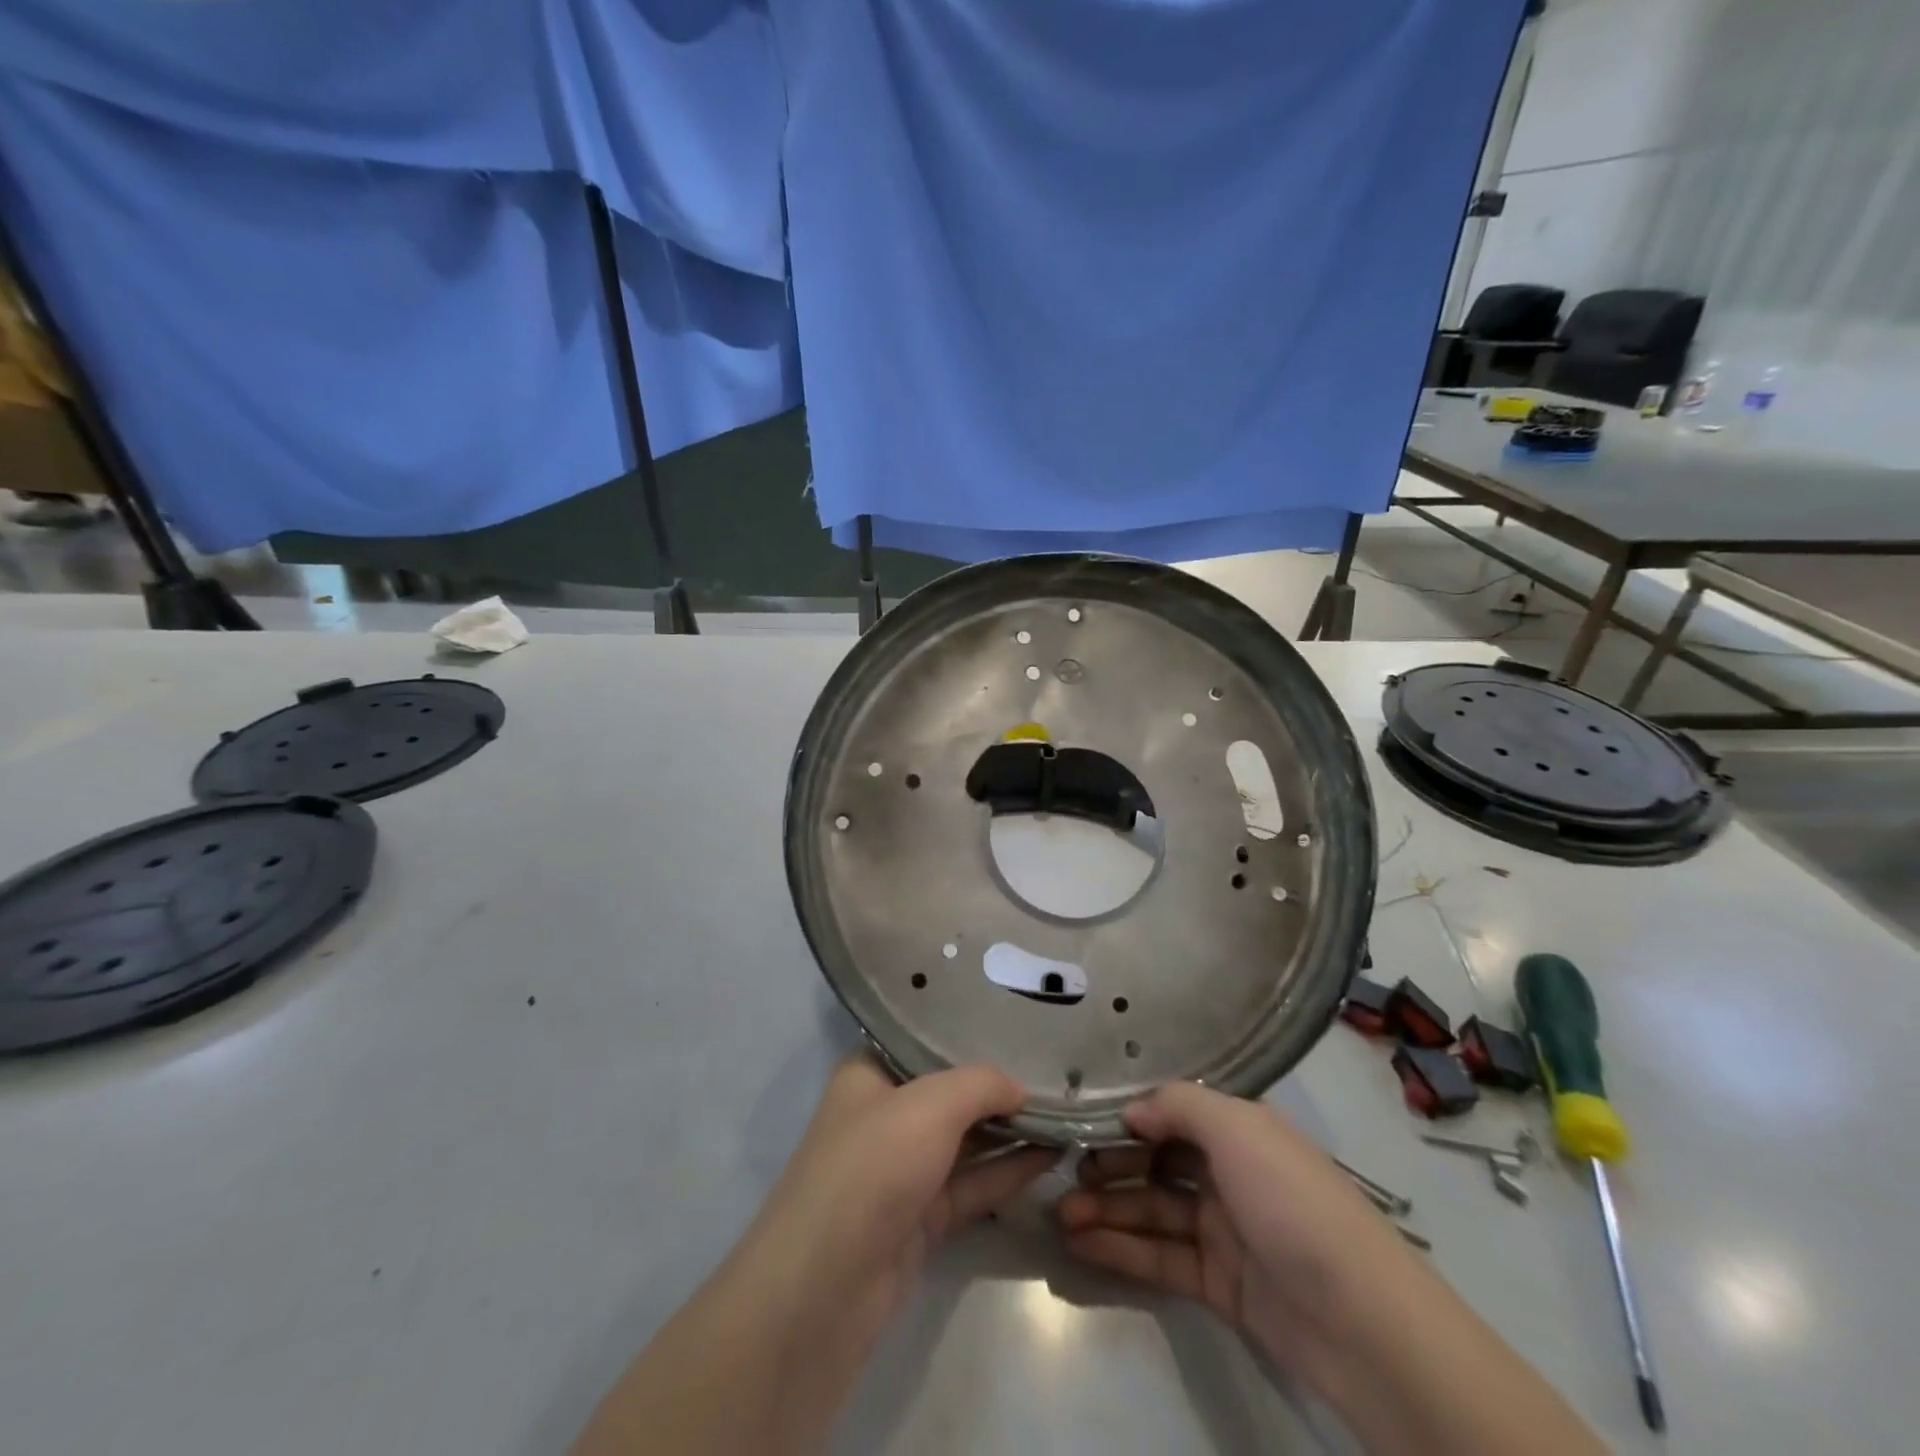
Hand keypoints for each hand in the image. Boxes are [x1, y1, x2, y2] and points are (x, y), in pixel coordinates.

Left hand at [745, 1055, 1057, 1345]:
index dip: (970, 1034)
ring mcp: (902, 1170)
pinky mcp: (920, 1218)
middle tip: (1056, 1071)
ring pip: (965, 1141)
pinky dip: (1007, 1170)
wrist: (825, 1288)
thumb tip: (1019, 1088)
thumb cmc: (871, 1167)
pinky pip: (972, 1183)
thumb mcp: (930, 1105)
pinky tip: (1050, 1155)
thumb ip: (981, 1085)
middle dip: (998, 1085)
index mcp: (869, 1074)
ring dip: (1010, 1130)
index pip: (924, 1042)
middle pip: (949, 1092)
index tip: (1019, 1025)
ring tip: (1065, 1110)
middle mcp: (884, 1115)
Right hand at [1057, 1082, 1418, 1398]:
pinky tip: (1081, 1245)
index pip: (1171, 1112)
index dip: (1128, 1116)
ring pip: (1152, 1210)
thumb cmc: (1292, 1200)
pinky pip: (1160, 1257)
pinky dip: (1121, 1249)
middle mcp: (1228, 1171)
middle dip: (1108, 1165)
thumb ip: (1177, 1106)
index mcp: (1239, 1129)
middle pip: (1156, 1161)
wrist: (1359, 1320)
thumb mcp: (1236, 1128)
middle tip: (1062, 1173)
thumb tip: (1131, 1110)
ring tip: (1059, 1214)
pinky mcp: (1217, 1283)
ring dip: (1106, 1210)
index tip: (1081, 1122)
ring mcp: (1223, 1229)